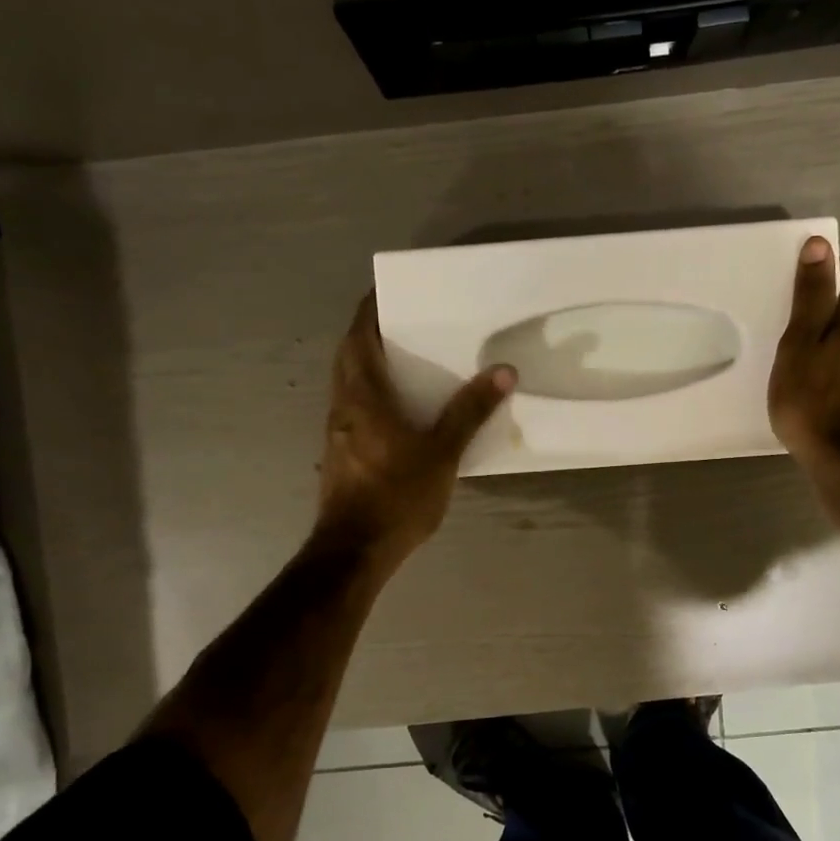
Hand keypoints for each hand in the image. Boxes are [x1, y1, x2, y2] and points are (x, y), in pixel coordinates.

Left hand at [315, 292, 515, 564]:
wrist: (355, 550)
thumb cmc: (397, 495)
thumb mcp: (442, 453)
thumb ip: (470, 411)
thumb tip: (503, 370)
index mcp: (362, 394)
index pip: (358, 335)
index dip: (370, 308)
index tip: (389, 289)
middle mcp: (342, 405)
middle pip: (349, 354)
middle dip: (371, 332)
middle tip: (406, 321)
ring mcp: (336, 430)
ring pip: (349, 381)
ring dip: (369, 363)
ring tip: (407, 358)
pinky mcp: (340, 452)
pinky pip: (354, 406)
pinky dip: (372, 392)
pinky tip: (399, 408)